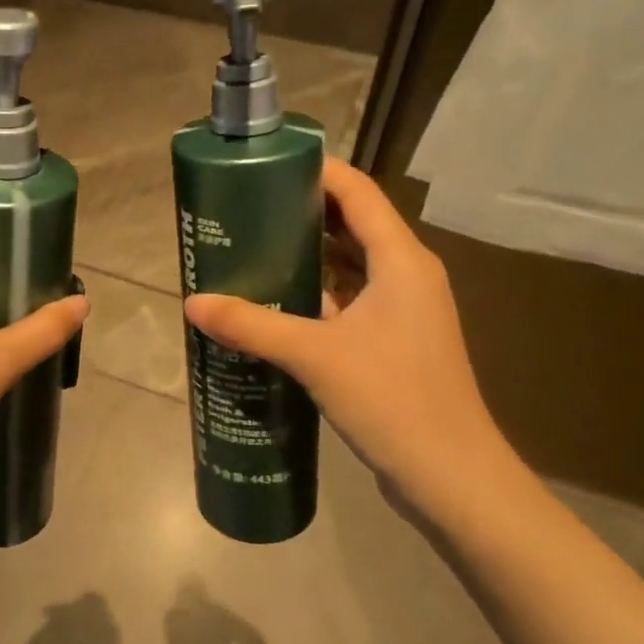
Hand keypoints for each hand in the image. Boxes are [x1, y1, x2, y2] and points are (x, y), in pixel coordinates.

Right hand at [184, 157, 510, 515]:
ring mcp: (404, 311)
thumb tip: (192, 303)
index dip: (316, 171)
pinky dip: (317, 293)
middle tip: (246, 210)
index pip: (358, 192)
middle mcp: (407, 275)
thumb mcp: (315, 355)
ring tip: (253, 249)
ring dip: (308, 255)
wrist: (451, 477)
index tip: (266, 166)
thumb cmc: (392, 399)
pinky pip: (350, 300)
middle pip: (353, 224)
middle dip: (302, 212)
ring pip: (351, 265)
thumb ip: (252, 325)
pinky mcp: (394, 342)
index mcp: (401, 261)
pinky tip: (276, 304)